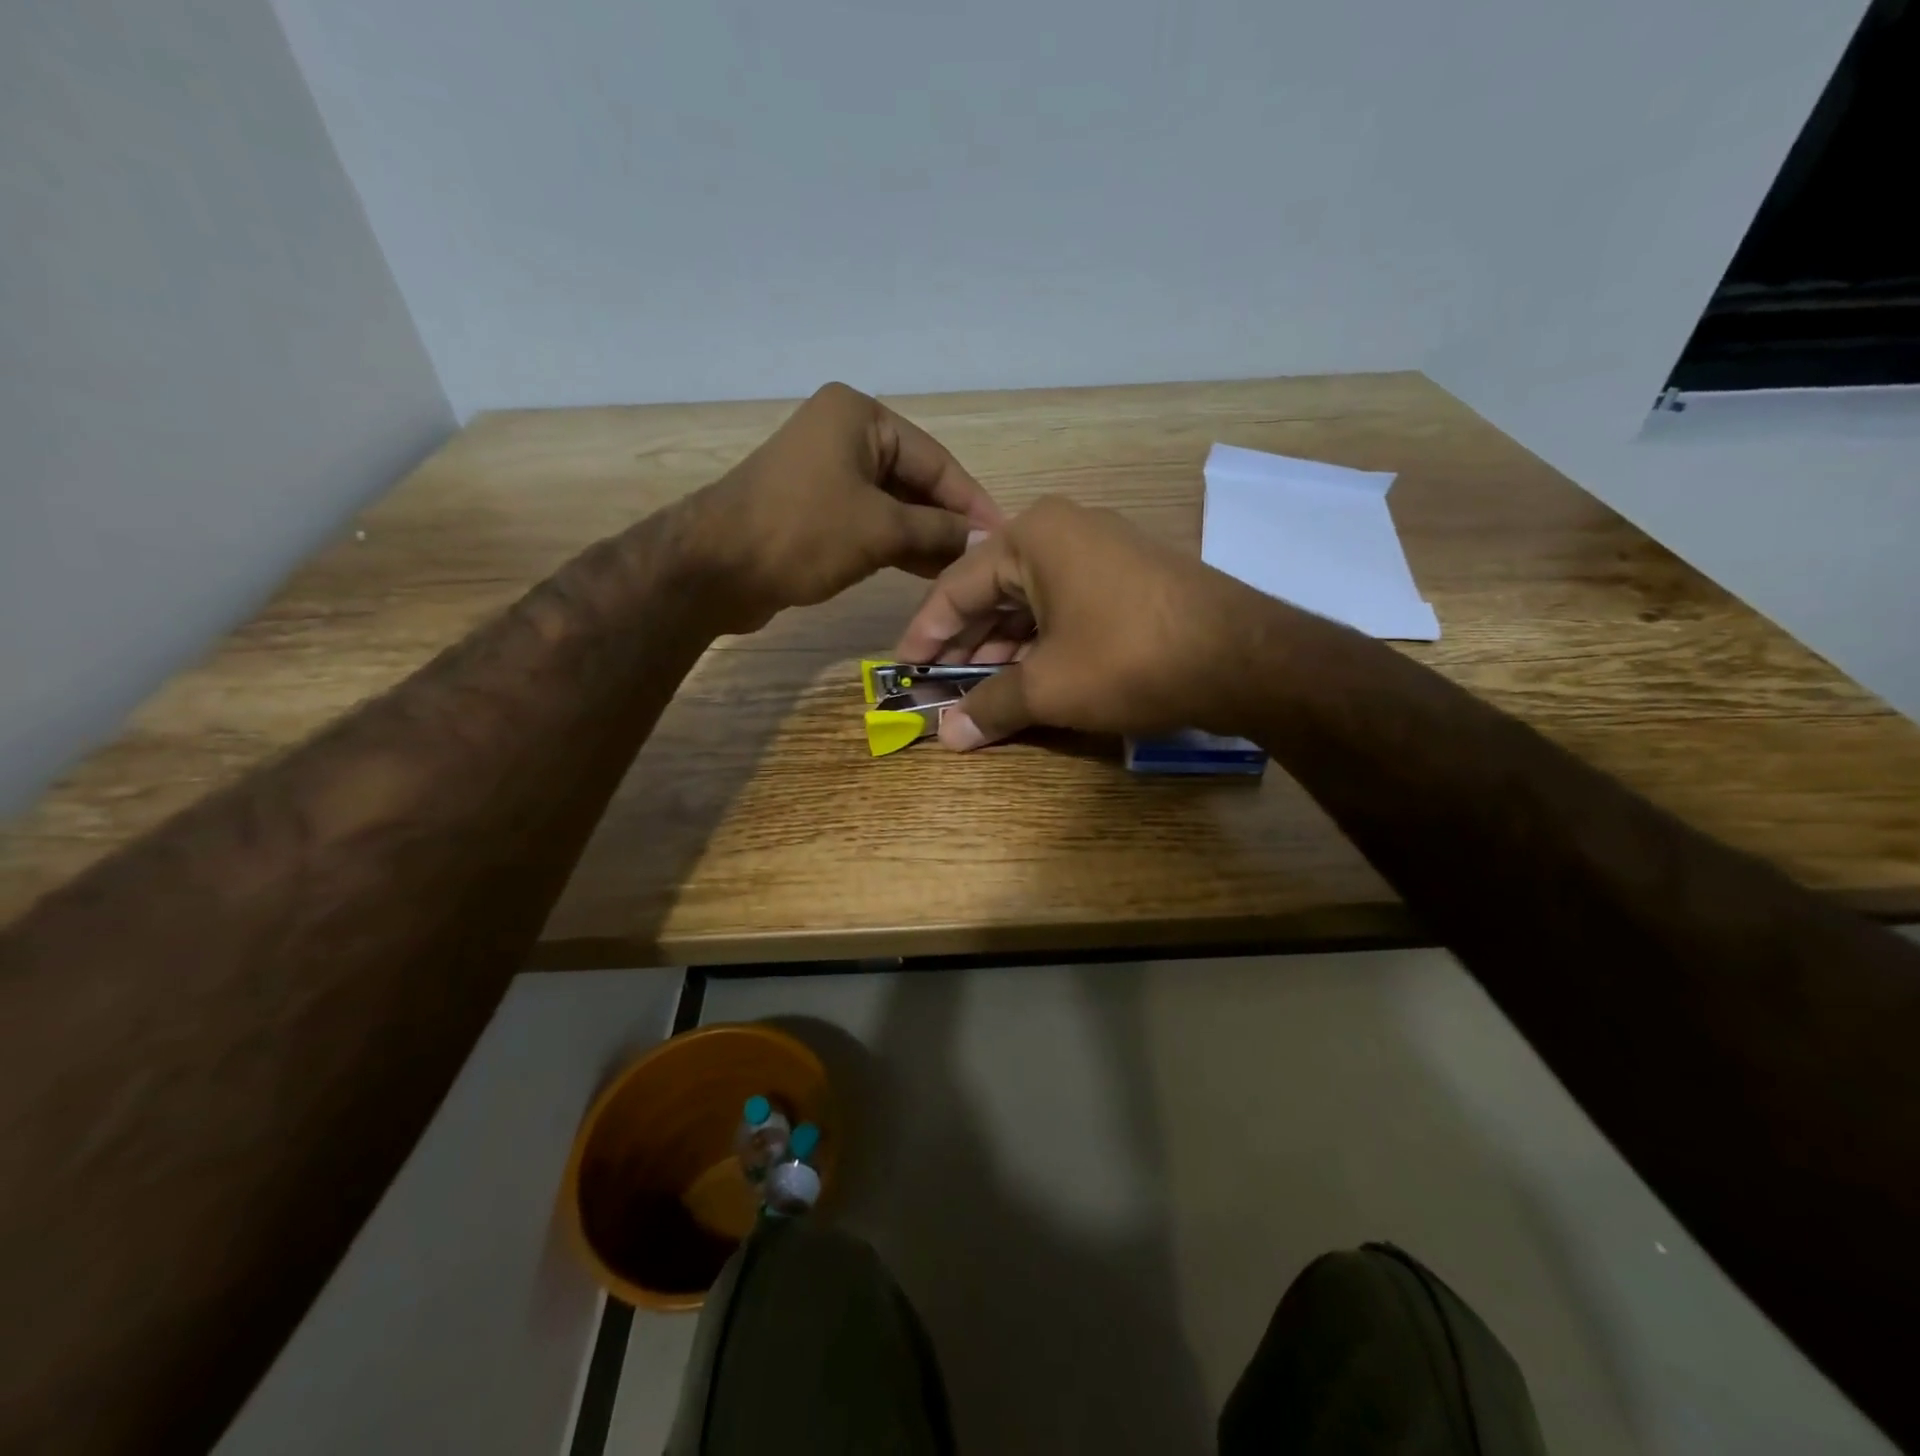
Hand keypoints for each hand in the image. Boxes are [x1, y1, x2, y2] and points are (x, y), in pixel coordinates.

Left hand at [686, 383, 1003, 633]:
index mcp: (860, 416)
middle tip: (984, 560)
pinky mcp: (814, 508)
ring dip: (925, 538)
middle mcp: (844, 434)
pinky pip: (869, 521)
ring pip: (893, 504)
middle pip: (915, 480)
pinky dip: (897, 544)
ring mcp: (826, 472)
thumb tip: (984, 539)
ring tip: (961, 572)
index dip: (972, 502)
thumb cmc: (803, 534)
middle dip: (948, 522)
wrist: (716, 568)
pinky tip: (926, 571)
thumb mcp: (881, 530)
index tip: (1003, 536)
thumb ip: (938, 531)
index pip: (936, 460)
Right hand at [894, 497, 1279, 748]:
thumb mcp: (1048, 686)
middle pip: (993, 593)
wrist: (1244, 658)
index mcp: (1033, 537)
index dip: (925, 634)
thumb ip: (990, 706)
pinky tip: (1026, 679)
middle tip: (939, 689)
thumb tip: (947, 736)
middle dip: (965, 646)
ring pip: (1031, 604)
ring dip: (1002, 650)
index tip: (903, 671)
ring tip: (978, 693)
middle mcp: (1064, 532)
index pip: (955, 587)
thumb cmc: (1128, 659)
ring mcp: (1102, 553)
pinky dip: (1041, 645)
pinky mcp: (1130, 580)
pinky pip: (1065, 609)